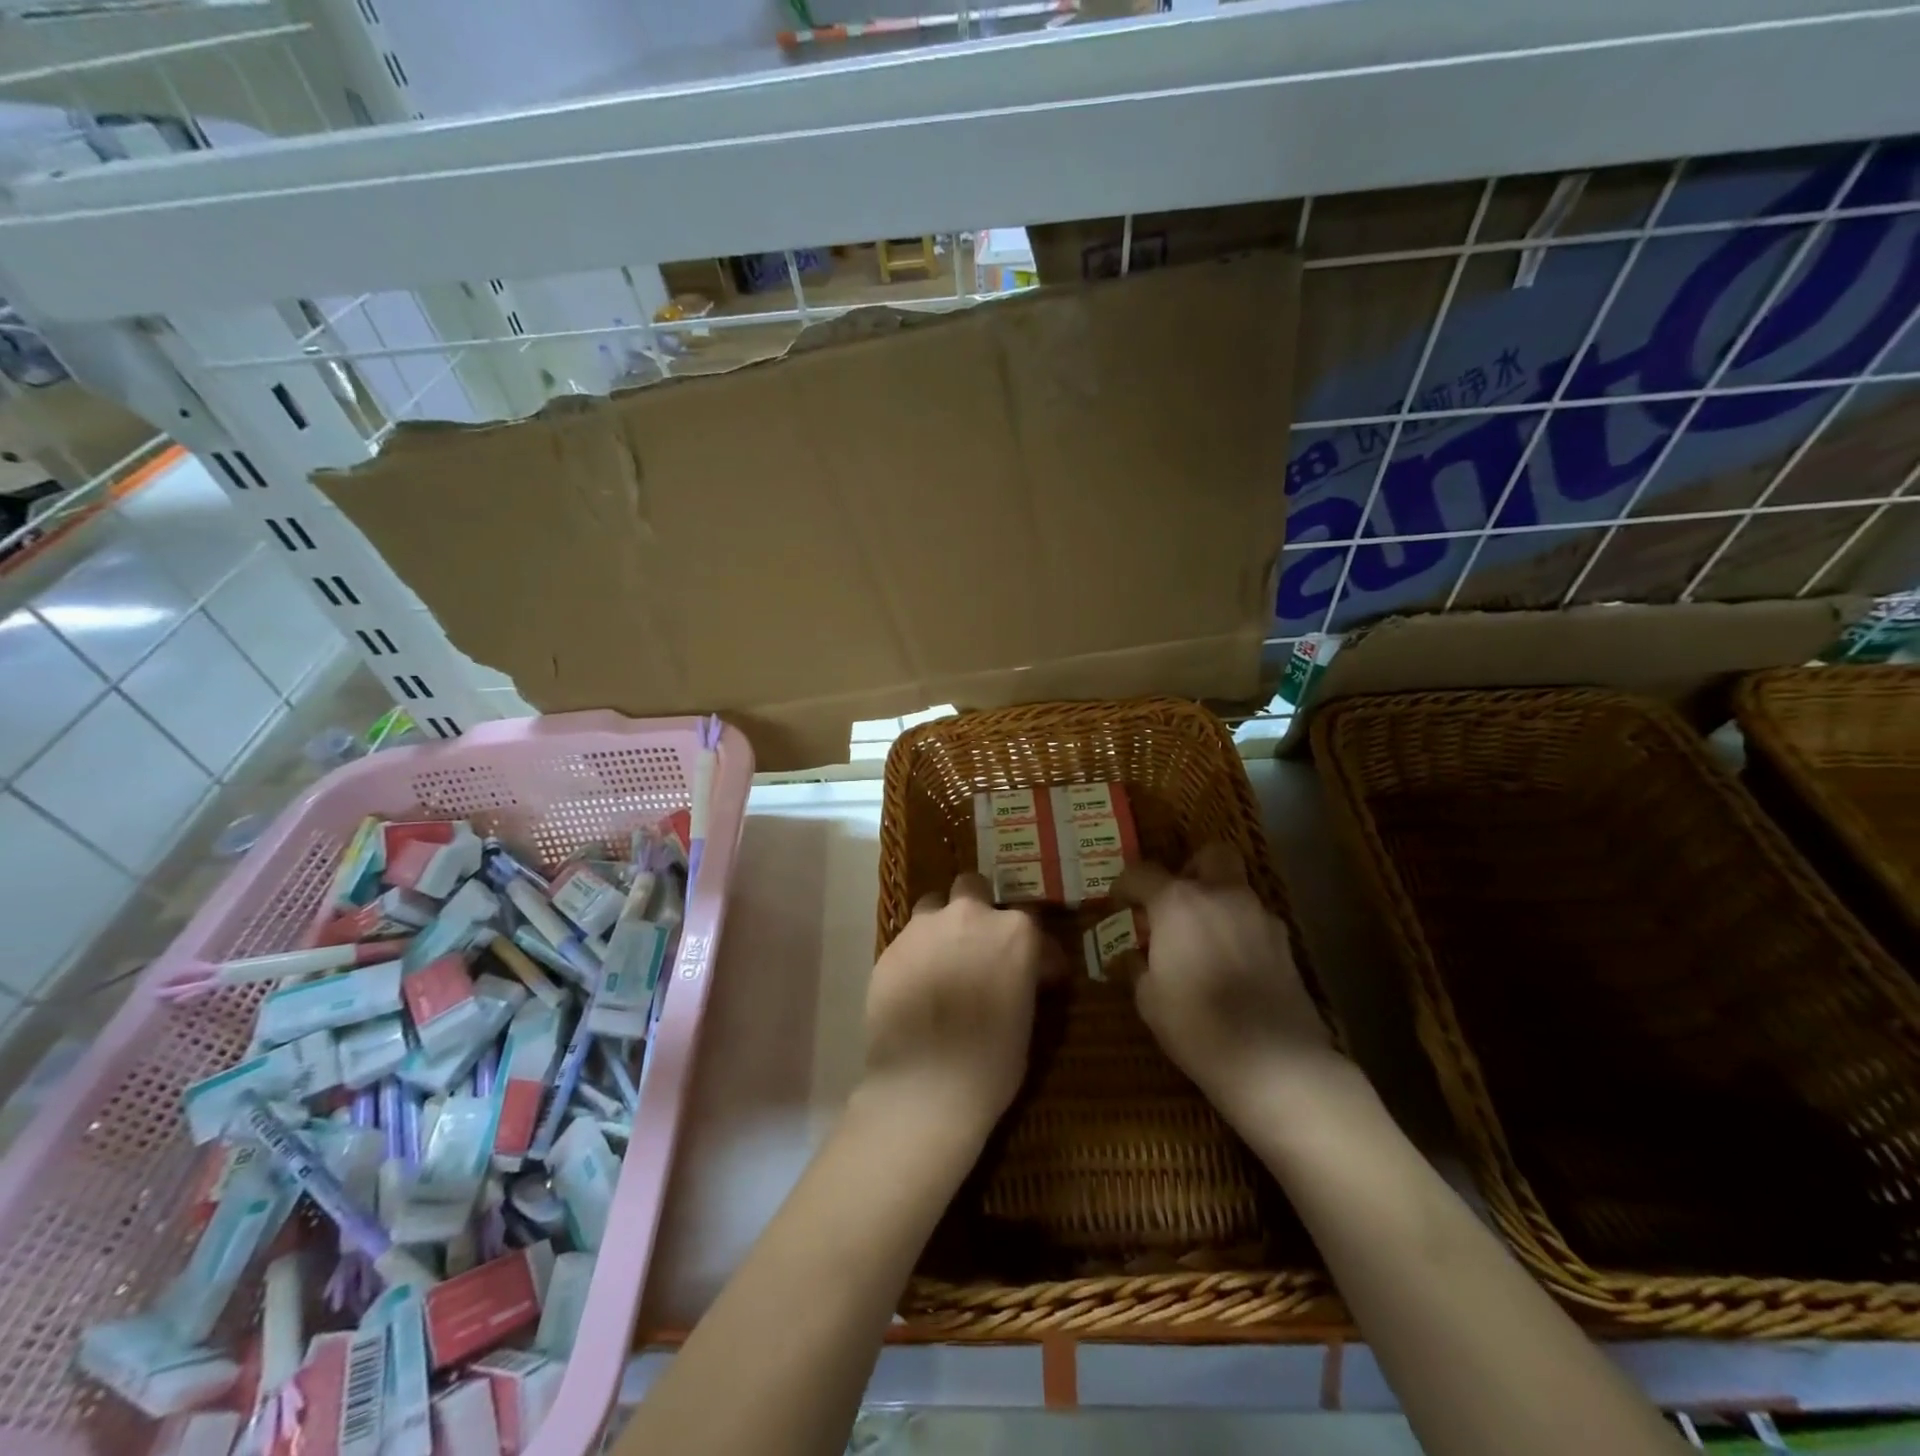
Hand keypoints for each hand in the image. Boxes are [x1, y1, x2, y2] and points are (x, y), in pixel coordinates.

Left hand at [859, 872, 1056, 1140]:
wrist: (924, 1087)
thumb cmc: (991, 1063)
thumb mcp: (1026, 1018)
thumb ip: (1023, 979)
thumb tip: (1024, 973)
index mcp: (1014, 933)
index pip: (1031, 921)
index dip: (1034, 947)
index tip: (1036, 970)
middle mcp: (969, 916)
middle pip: (973, 888)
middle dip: (979, 908)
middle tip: (979, 945)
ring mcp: (924, 928)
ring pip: (933, 906)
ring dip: (942, 925)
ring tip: (943, 960)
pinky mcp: (890, 948)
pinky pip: (908, 940)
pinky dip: (916, 954)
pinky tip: (917, 986)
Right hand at [1113, 845, 1336, 1119]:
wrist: (1277, 1062)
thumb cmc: (1198, 1026)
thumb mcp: (1149, 999)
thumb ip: (1137, 966)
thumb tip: (1133, 954)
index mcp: (1178, 902)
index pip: (1141, 873)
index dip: (1124, 887)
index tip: (1118, 906)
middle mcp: (1221, 895)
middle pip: (1209, 856)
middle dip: (1190, 870)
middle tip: (1175, 905)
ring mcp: (1259, 915)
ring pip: (1235, 887)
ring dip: (1216, 901)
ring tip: (1201, 941)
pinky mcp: (1285, 942)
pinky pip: (1253, 919)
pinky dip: (1238, 929)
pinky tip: (1230, 964)